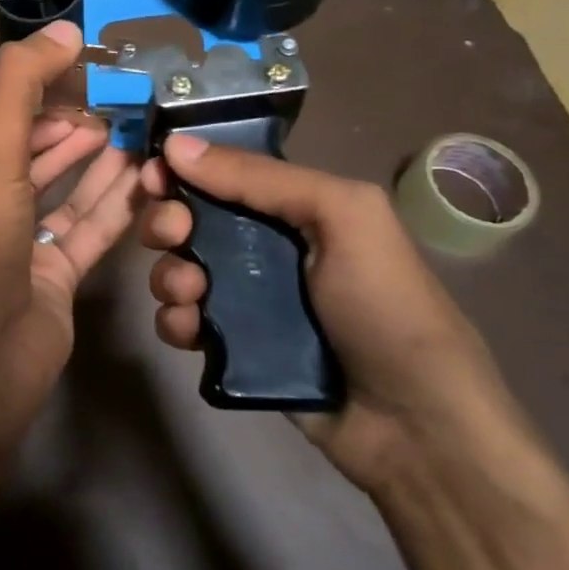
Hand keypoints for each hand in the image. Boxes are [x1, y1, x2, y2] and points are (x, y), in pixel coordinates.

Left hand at [0, 21, 141, 404]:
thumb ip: (20, 88)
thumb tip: (63, 29)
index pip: (5, 126)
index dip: (46, 100)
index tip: (90, 77)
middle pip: (38, 158)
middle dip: (78, 130)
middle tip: (125, 105)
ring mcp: (23, 249)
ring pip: (68, 194)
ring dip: (101, 164)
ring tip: (141, 133)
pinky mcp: (56, 281)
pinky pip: (89, 231)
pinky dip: (115, 205)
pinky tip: (146, 179)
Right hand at [140, 135, 542, 494]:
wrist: (416, 426)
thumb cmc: (386, 305)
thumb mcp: (342, 217)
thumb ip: (260, 178)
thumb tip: (176, 144)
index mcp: (295, 209)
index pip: (224, 175)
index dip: (183, 170)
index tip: (152, 175)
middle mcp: (266, 249)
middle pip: (193, 221)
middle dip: (168, 222)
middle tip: (172, 235)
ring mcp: (248, 301)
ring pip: (180, 271)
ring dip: (169, 275)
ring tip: (190, 294)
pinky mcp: (234, 348)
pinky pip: (184, 323)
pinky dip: (176, 321)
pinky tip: (190, 330)